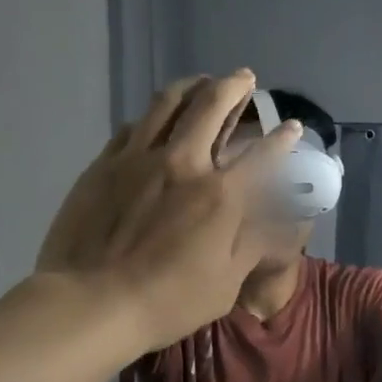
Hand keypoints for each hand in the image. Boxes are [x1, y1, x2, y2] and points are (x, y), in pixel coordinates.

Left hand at [35, 71, 299, 355]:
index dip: (281, 138)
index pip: (261, 155)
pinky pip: (133, 125)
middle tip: (243, 78)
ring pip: (167, 103)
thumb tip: (280, 221)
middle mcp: (183, 163)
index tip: (291, 126)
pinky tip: (157, 118)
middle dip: (233, 86)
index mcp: (221, 195)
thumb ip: (254, 242)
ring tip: (202, 81)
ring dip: (191, 85)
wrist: (91, 302)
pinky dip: (154, 115)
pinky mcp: (104, 164)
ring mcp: (138, 159)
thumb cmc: (169, 300)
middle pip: (211, 106)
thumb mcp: (227, 282)